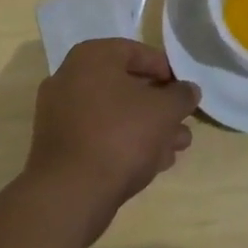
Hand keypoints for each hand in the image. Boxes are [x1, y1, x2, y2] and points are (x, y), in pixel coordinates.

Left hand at [25, 39, 200, 245]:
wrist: (70, 194)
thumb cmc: (120, 135)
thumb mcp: (164, 110)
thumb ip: (181, 96)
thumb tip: (189, 90)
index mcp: (91, 57)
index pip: (136, 52)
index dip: (166, 70)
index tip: (184, 91)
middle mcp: (70, 78)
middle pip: (126, 86)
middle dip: (159, 106)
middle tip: (182, 122)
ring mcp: (60, 114)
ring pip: (114, 115)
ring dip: (147, 128)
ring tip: (176, 148)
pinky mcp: (59, 148)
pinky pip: (99, 136)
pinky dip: (124, 143)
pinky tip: (152, 163)